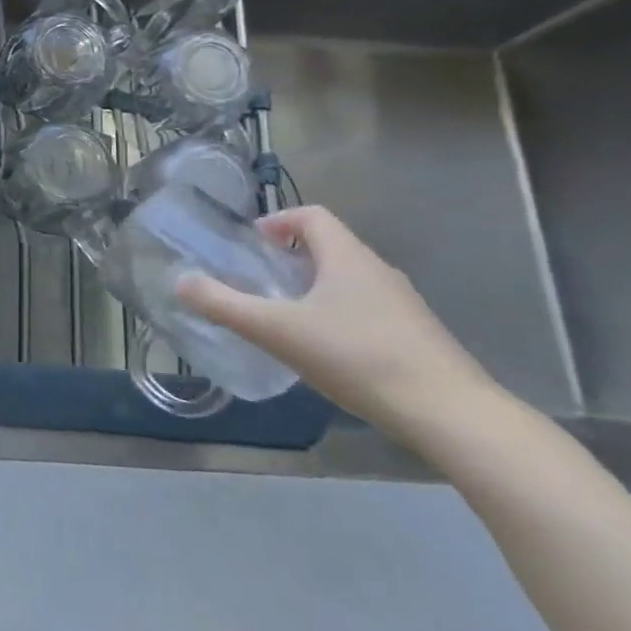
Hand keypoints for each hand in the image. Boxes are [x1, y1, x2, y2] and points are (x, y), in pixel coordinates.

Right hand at [177, 206, 500, 446]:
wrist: (450, 414)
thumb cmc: (357, 356)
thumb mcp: (278, 330)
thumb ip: (225, 305)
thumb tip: (180, 282)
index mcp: (347, 256)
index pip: (311, 216)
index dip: (279, 221)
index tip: (254, 243)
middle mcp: (377, 269)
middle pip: (330, 246)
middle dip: (292, 257)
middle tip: (261, 281)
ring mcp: (402, 304)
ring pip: (350, 279)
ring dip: (316, 287)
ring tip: (288, 318)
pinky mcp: (417, 336)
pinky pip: (368, 309)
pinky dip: (340, 315)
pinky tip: (328, 352)